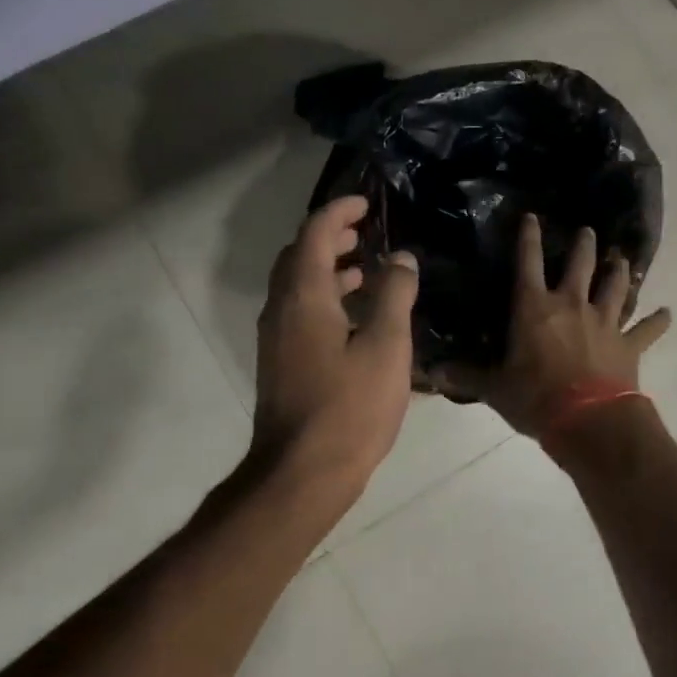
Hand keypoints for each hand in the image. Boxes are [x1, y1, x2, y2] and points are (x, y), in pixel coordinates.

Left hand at [251, 195, 419, 492]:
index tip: (366, 204)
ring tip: (368, 269)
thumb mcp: (386, 347)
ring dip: (329, 269)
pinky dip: (325, 299)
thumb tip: (400, 258)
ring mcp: (276, 339)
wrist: (302, 473)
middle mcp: (281, 309)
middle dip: (331, 237)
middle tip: (366, 232)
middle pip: (299, 256)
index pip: (314, 233)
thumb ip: (394, 295)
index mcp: (303, 296)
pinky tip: (356, 319)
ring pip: (298, 287)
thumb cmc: (349, 407)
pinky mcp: (281, 363)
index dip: (339, 211)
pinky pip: (300, 313)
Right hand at [444, 214, 669, 436]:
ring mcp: (604, 323)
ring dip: (619, 272)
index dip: (528, 238)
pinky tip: (668, 313)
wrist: (588, 421)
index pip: (528, 263)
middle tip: (588, 231)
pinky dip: (657, 321)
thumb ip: (467, 375)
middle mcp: (571, 305)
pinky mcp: (629, 345)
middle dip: (584, 246)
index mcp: (535, 308)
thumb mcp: (494, 388)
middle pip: (580, 266)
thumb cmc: (535, 398)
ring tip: (622, 259)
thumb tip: (433, 372)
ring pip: (615, 288)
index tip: (531, 217)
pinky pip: (646, 329)